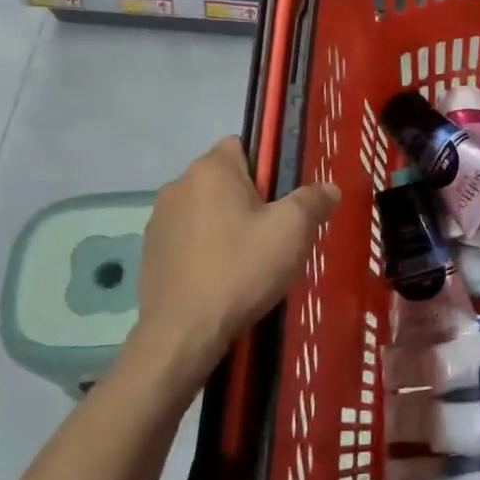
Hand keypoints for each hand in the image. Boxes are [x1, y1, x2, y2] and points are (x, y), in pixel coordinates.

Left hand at [132, 138, 338, 388]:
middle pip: (225, 180)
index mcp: (210, 169)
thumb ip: (314, 200)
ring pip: (206, 209)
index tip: (283, 200)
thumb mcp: (293, 231)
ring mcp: (159, 220)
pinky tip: (221, 278)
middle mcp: (178, 185)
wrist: (183, 334)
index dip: (268, 168)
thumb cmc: (241, 270)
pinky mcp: (151, 252)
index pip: (243, 145)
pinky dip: (206, 249)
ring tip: (249, 261)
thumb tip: (329, 188)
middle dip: (250, 200)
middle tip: (274, 234)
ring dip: (226, 224)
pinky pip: (189, 237)